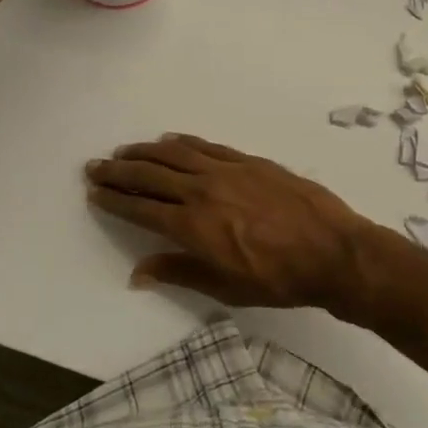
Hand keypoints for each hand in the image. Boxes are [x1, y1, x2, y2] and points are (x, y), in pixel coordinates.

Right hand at [86, 135, 374, 307]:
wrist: (333, 252)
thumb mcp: (225, 288)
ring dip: (145, 151)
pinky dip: (183, 142)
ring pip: (175, 154)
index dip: (114, 200)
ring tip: (125, 151)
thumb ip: (179, 273)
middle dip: (119, 171)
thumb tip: (138, 272)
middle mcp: (202, 191)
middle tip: (96, 166)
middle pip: (150, 175)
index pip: (141, 209)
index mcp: (193, 226)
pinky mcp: (248, 161)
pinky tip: (169, 140)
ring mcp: (226, 171)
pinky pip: (207, 146)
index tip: (94, 192)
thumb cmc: (278, 280)